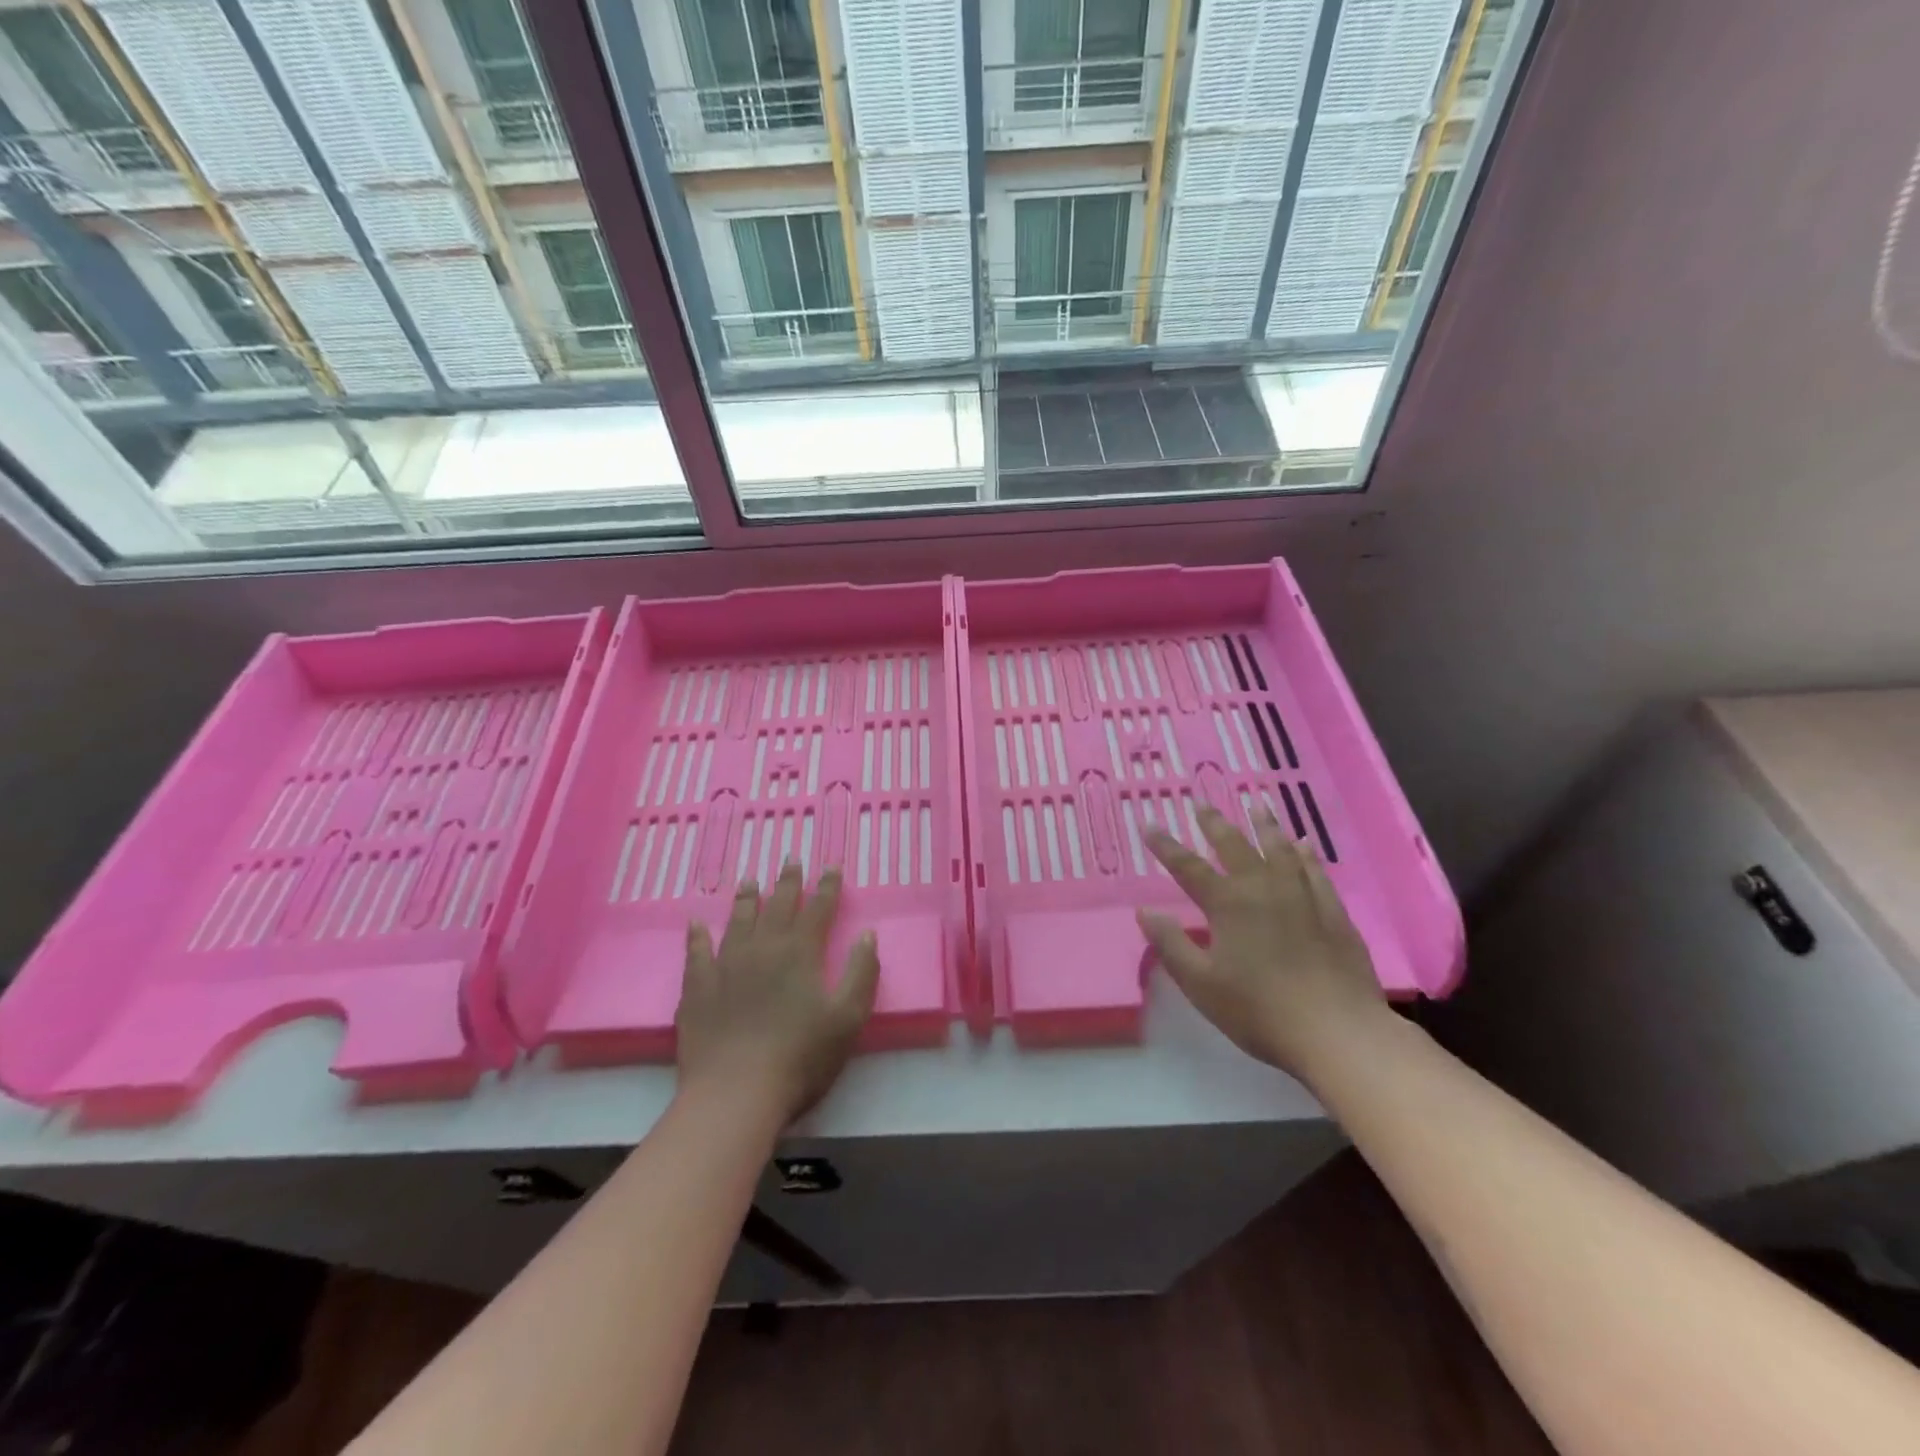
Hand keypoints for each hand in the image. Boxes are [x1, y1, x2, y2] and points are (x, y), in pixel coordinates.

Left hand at [676, 864, 879, 1126]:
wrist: (735, 1094)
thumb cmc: (800, 1057)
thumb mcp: (848, 1018)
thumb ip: (862, 973)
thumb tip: (867, 934)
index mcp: (801, 953)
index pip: (818, 909)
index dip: (827, 886)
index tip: (831, 865)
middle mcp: (763, 948)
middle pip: (778, 905)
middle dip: (788, 882)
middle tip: (790, 859)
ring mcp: (726, 965)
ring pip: (738, 921)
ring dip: (747, 899)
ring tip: (750, 880)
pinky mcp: (697, 988)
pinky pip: (696, 952)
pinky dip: (697, 936)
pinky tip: (695, 924)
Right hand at [1138, 807, 1386, 1082]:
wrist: (1337, 1032)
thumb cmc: (1259, 1010)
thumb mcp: (1200, 983)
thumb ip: (1170, 943)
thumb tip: (1145, 910)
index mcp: (1228, 904)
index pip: (1188, 867)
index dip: (1166, 846)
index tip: (1150, 824)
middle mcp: (1263, 889)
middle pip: (1235, 847)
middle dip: (1215, 825)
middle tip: (1202, 805)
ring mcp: (1303, 897)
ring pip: (1280, 850)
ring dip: (1265, 826)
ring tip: (1257, 806)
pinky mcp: (1334, 913)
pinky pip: (1316, 872)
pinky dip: (1306, 854)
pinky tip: (1304, 845)